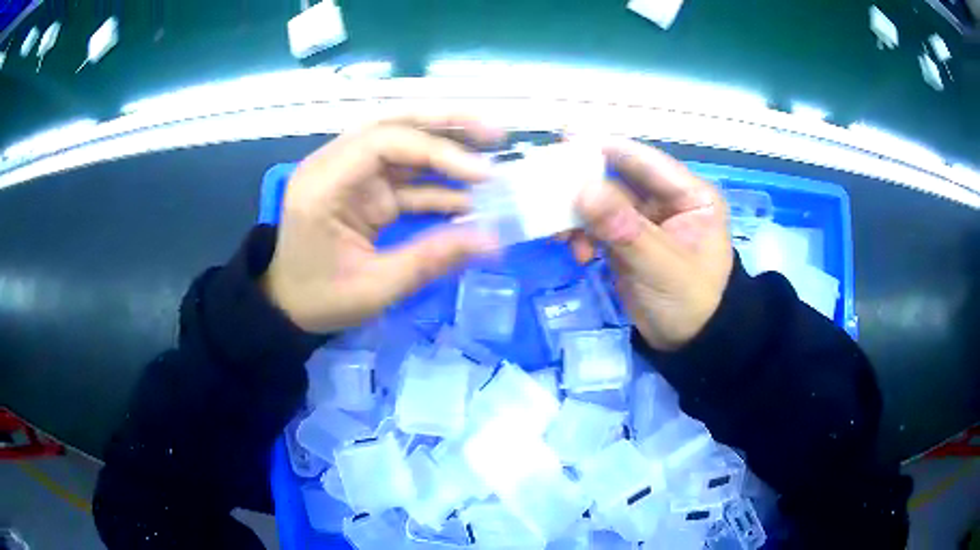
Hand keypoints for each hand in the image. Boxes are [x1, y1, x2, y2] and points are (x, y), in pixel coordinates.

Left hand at [262, 114, 502, 333]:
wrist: (288, 307)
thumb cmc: (320, 299)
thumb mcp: (375, 288)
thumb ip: (432, 259)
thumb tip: (494, 242)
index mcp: (324, 184)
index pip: (384, 142)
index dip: (438, 151)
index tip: (483, 175)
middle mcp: (334, 165)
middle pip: (394, 125)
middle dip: (447, 125)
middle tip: (495, 132)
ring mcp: (349, 175)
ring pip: (403, 143)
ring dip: (447, 148)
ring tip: (492, 154)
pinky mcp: (362, 189)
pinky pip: (404, 177)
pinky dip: (436, 184)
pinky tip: (469, 198)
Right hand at [572, 138, 732, 350]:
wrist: (688, 344)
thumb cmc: (689, 302)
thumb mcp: (661, 266)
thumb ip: (624, 228)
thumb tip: (582, 190)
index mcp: (690, 196)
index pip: (647, 162)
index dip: (608, 149)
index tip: (566, 141)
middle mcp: (668, 200)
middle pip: (619, 179)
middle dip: (586, 187)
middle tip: (549, 190)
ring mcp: (645, 220)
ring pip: (604, 202)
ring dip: (580, 215)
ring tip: (562, 234)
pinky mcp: (627, 240)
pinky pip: (598, 226)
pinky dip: (583, 234)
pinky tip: (576, 252)